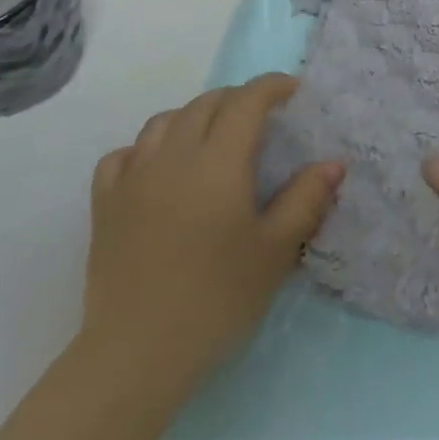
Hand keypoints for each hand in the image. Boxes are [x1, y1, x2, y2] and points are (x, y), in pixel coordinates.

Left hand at [78, 74, 341, 401]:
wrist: (138, 352)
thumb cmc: (217, 299)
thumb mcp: (274, 251)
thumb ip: (305, 200)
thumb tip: (333, 163)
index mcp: (218, 159)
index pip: (246, 100)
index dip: (272, 87)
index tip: (293, 91)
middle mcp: (173, 154)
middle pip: (206, 103)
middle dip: (238, 99)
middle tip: (261, 118)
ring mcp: (133, 176)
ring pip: (165, 121)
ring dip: (194, 116)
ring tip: (212, 138)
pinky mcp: (105, 203)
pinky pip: (124, 154)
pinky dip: (146, 148)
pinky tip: (157, 169)